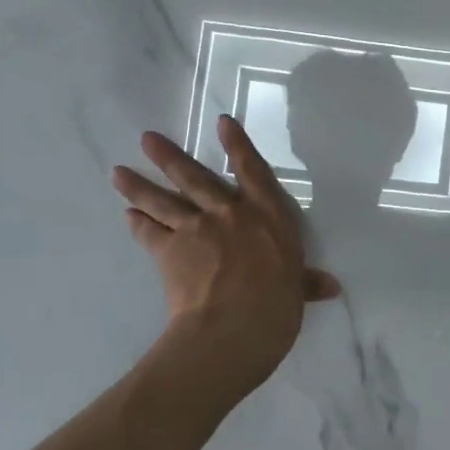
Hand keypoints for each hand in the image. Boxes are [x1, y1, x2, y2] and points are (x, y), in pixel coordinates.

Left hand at [112, 117, 340, 393]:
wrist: (234, 327)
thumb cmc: (277, 305)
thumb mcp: (297, 290)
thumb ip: (307, 283)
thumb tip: (331, 287)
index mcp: (267, 215)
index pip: (251, 170)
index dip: (237, 144)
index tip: (221, 122)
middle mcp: (229, 213)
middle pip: (195, 178)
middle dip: (169, 157)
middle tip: (146, 138)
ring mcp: (196, 229)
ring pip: (164, 201)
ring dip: (139, 186)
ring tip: (118, 172)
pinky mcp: (170, 252)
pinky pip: (150, 233)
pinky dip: (138, 224)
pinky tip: (127, 216)